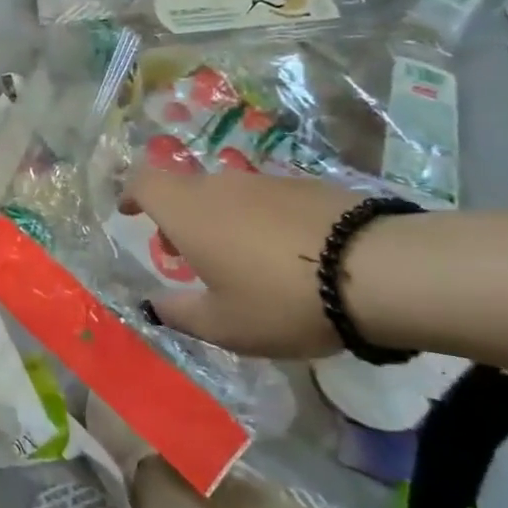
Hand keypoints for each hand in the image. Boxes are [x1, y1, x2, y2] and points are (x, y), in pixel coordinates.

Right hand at [121, 169, 367, 357]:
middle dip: (177, 218)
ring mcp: (264, 182)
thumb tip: (154, 304)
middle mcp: (219, 186)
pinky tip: (287, 256)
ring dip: (220, 220)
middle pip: (184, 190)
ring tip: (242, 261)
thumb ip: (179, 313)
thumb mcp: (223, 325)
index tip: (129, 212)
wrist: (378, 271)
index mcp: (186, 211)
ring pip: (226, 195)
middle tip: (188, 255)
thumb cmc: (280, 299)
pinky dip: (259, 221)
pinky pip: (265, 200)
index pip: (143, 182)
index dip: (131, 194)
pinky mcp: (306, 186)